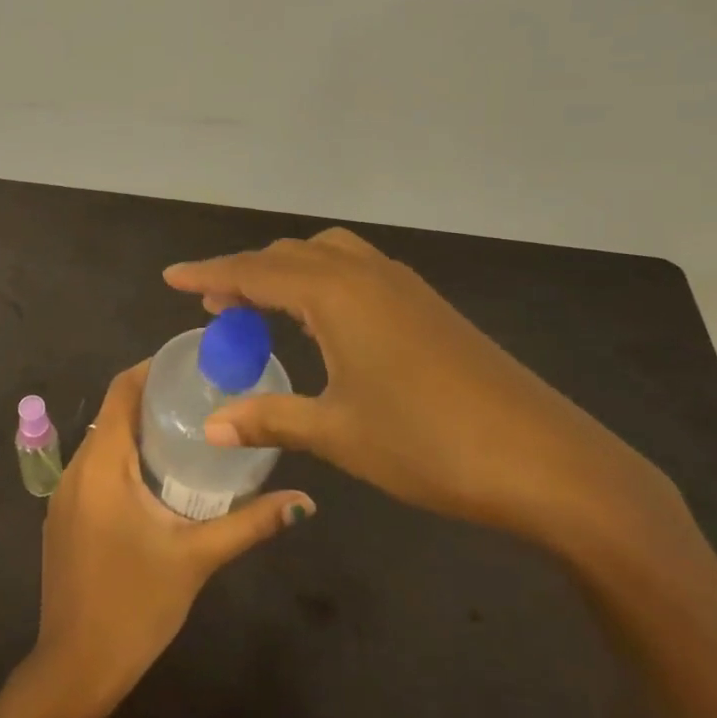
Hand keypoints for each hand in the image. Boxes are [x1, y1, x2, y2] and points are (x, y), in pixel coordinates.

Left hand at [32, 360, 313, 713]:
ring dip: (140, 431)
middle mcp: (76, 468)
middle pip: (114, 413)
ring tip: (190, 430)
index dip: (153, 369)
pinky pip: (96, 468)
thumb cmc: (135, 605)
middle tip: (205, 397)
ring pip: (104, 442)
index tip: (193, 364)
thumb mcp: (197, 558)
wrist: (75, 667)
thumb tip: (304, 502)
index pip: (121, 391)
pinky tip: (159, 477)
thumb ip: (250, 524)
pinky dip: (125, 458)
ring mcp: (64, 494)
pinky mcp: (64, 517)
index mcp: (102, 464)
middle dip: (155, 399)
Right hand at [164, 229, 668, 544]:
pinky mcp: (428, 306)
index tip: (170, 277)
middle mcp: (366, 275)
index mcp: (336, 294)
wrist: (546, 461)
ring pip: (327, 256)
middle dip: (244, 273)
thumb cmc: (428, 443)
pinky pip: (357, 272)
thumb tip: (212, 426)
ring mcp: (403, 287)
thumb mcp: (338, 433)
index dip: (207, 274)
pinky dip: (322, 282)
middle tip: (213, 306)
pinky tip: (322, 321)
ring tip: (261, 308)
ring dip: (286, 273)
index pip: (253, 272)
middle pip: (288, 256)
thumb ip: (269, 418)